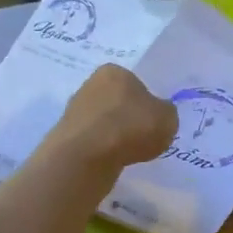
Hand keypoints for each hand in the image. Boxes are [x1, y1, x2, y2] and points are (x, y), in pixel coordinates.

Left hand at [51, 65, 176, 168]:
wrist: (87, 155)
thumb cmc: (131, 127)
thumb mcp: (168, 119)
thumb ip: (166, 113)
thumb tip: (158, 115)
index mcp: (115, 71)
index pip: (136, 85)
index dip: (147, 105)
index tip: (152, 124)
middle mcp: (91, 83)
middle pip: (117, 102)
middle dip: (128, 119)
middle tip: (140, 139)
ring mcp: (74, 108)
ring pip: (103, 122)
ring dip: (114, 135)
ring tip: (125, 153)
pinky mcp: (65, 133)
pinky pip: (92, 140)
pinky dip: (101, 149)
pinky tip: (109, 160)